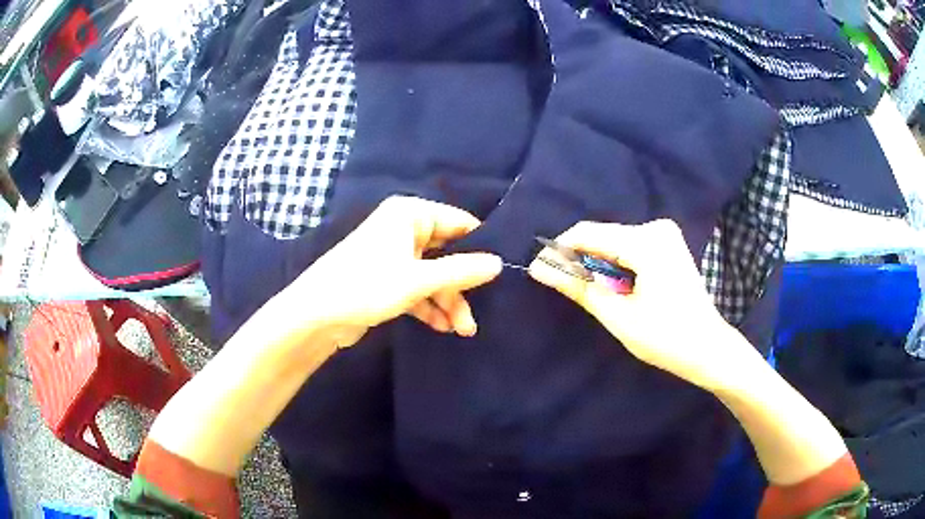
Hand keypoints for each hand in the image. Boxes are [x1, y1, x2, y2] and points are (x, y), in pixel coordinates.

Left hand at [276, 196, 502, 348]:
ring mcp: (394, 255)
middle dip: (461, 286)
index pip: (459, 223)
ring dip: (447, 301)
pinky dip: (429, 306)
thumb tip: (498, 263)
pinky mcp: (386, 279)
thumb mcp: (419, 281)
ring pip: (433, 275)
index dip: (480, 248)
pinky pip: (417, 287)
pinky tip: (440, 327)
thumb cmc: (367, 286)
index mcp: (410, 214)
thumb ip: (461, 272)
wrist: (316, 315)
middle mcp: (403, 229)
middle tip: (474, 317)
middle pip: (447, 253)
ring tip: (460, 330)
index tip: (501, 273)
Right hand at [528, 219, 748, 388]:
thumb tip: (539, 267)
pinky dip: (615, 265)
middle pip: (602, 236)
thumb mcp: (618, 315)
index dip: (559, 250)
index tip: (539, 270)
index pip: (588, 233)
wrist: (708, 348)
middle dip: (579, 260)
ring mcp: (665, 234)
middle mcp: (656, 228)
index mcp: (647, 242)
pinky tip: (615, 288)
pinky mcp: (668, 244)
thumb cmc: (666, 338)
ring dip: (597, 265)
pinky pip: (629, 247)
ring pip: (614, 242)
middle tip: (562, 287)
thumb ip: (579, 287)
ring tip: (591, 293)